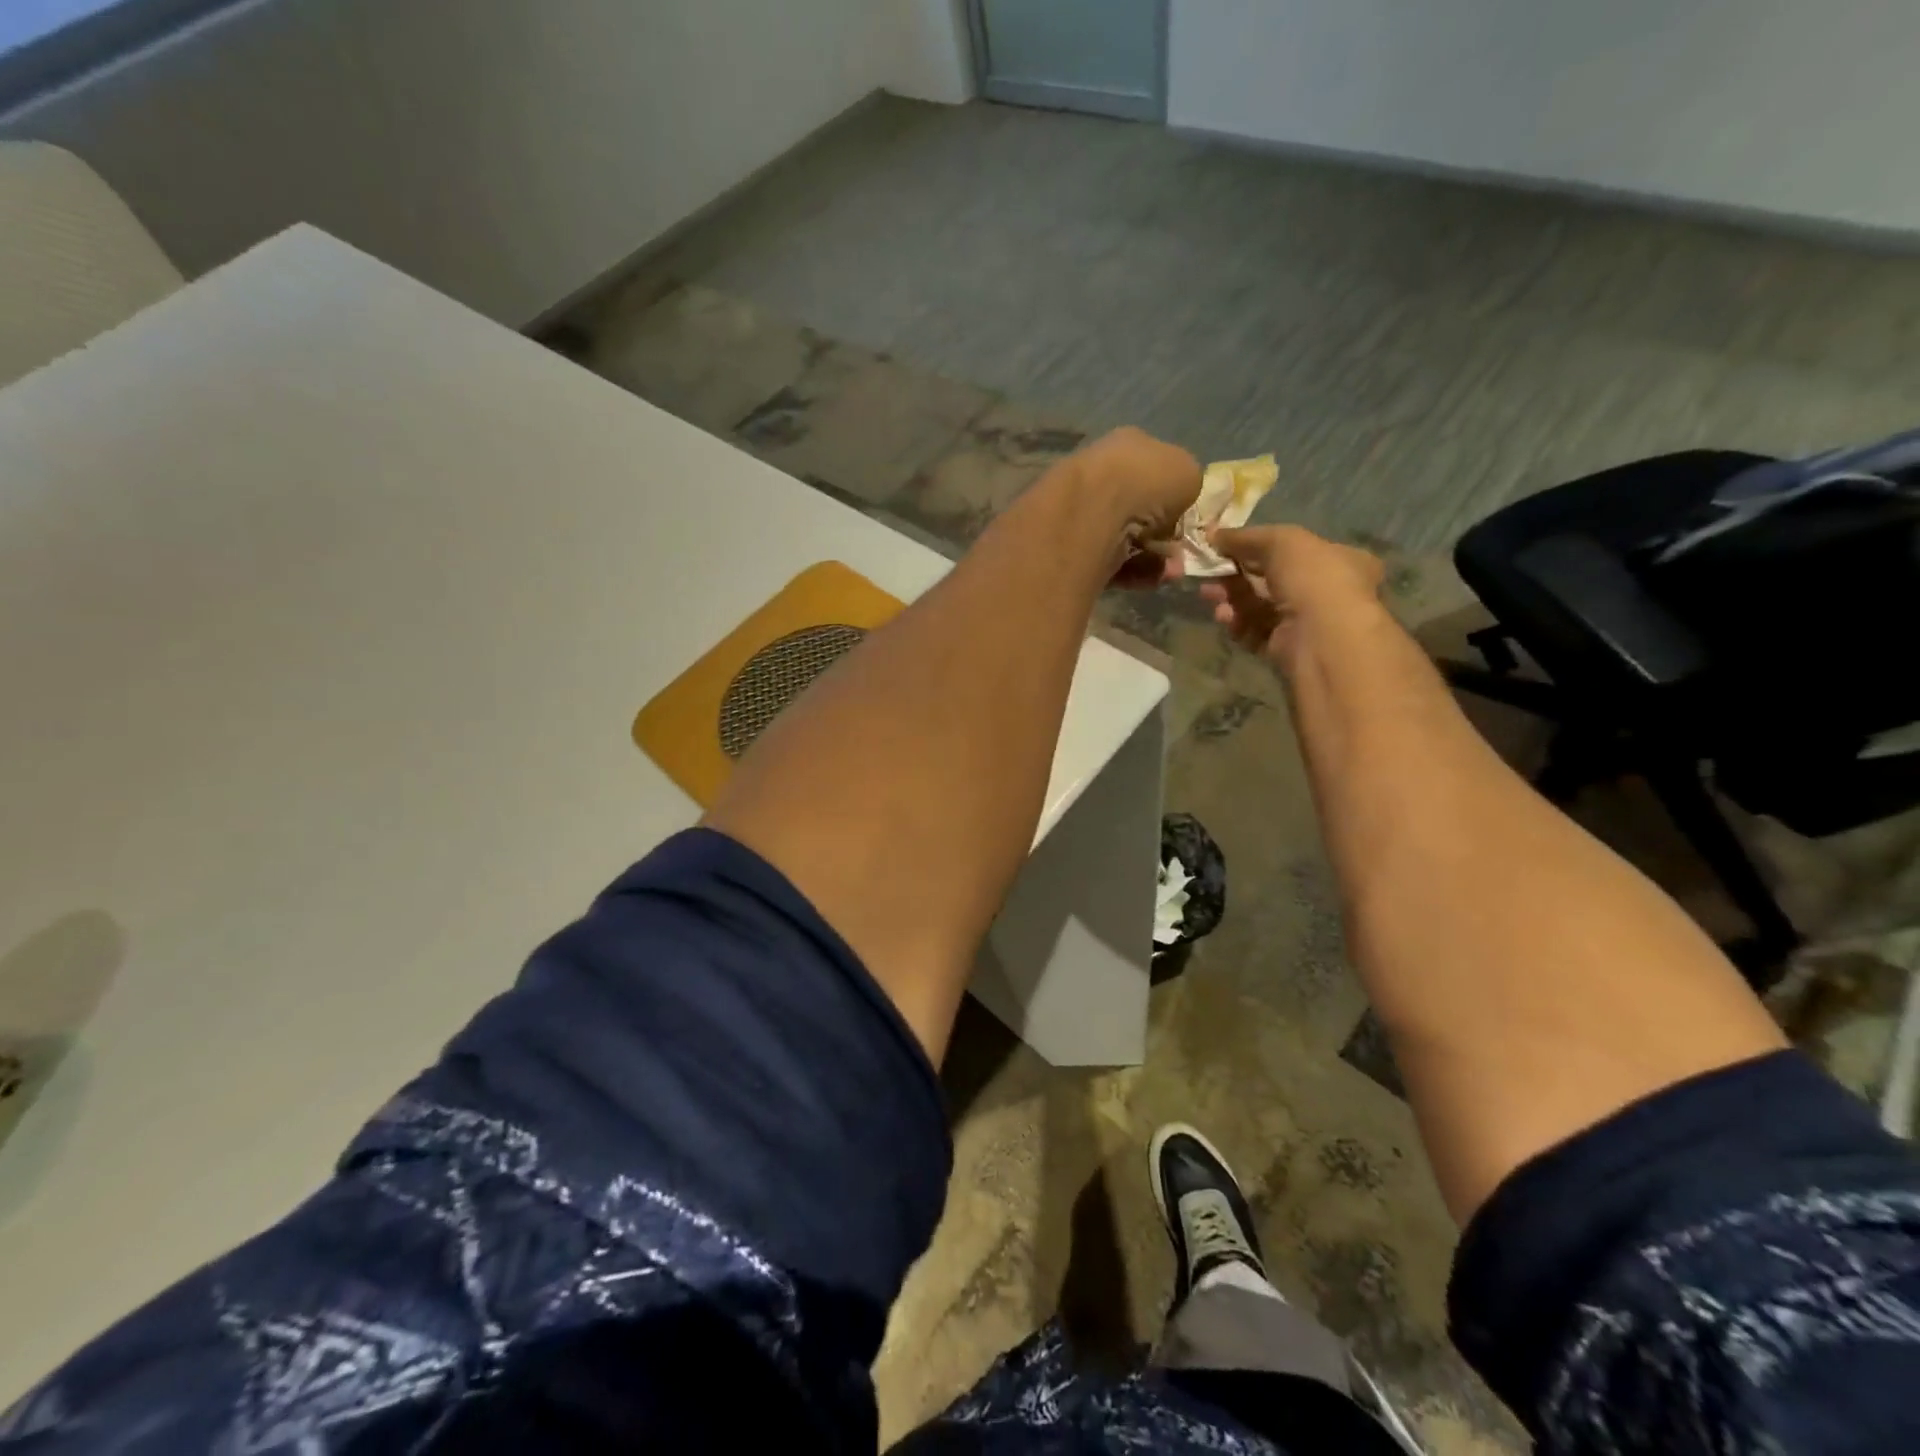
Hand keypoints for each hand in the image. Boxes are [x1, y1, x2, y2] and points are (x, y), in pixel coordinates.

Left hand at [1059, 427, 1202, 586]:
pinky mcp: (1075, 547)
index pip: (1155, 469)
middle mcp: (1102, 474)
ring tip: (1170, 570)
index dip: (1174, 496)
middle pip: (1141, 509)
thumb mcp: (1188, 472)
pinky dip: (1135, 571)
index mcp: (1127, 444)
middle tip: (1180, 551)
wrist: (1091, 513)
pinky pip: (1113, 562)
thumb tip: (1173, 510)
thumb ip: (1187, 487)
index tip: (1186, 519)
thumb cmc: (1145, 481)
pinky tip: (1152, 577)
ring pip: (1129, 539)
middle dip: (1163, 534)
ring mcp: (1085, 511)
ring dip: (1155, 557)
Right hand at [1201, 525, 1384, 667]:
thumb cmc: (1312, 578)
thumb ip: (1245, 536)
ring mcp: (1305, 621)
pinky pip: (1257, 632)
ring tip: (1212, 598)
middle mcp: (1324, 590)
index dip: (1254, 547)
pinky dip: (1239, 624)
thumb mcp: (1280, 541)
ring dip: (1232, 600)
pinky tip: (1227, 619)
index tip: (1222, 548)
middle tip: (1208, 575)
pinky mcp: (1287, 647)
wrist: (1322, 636)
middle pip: (1268, 579)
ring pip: (1259, 606)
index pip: (1290, 549)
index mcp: (1336, 558)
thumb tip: (1212, 533)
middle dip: (1235, 576)